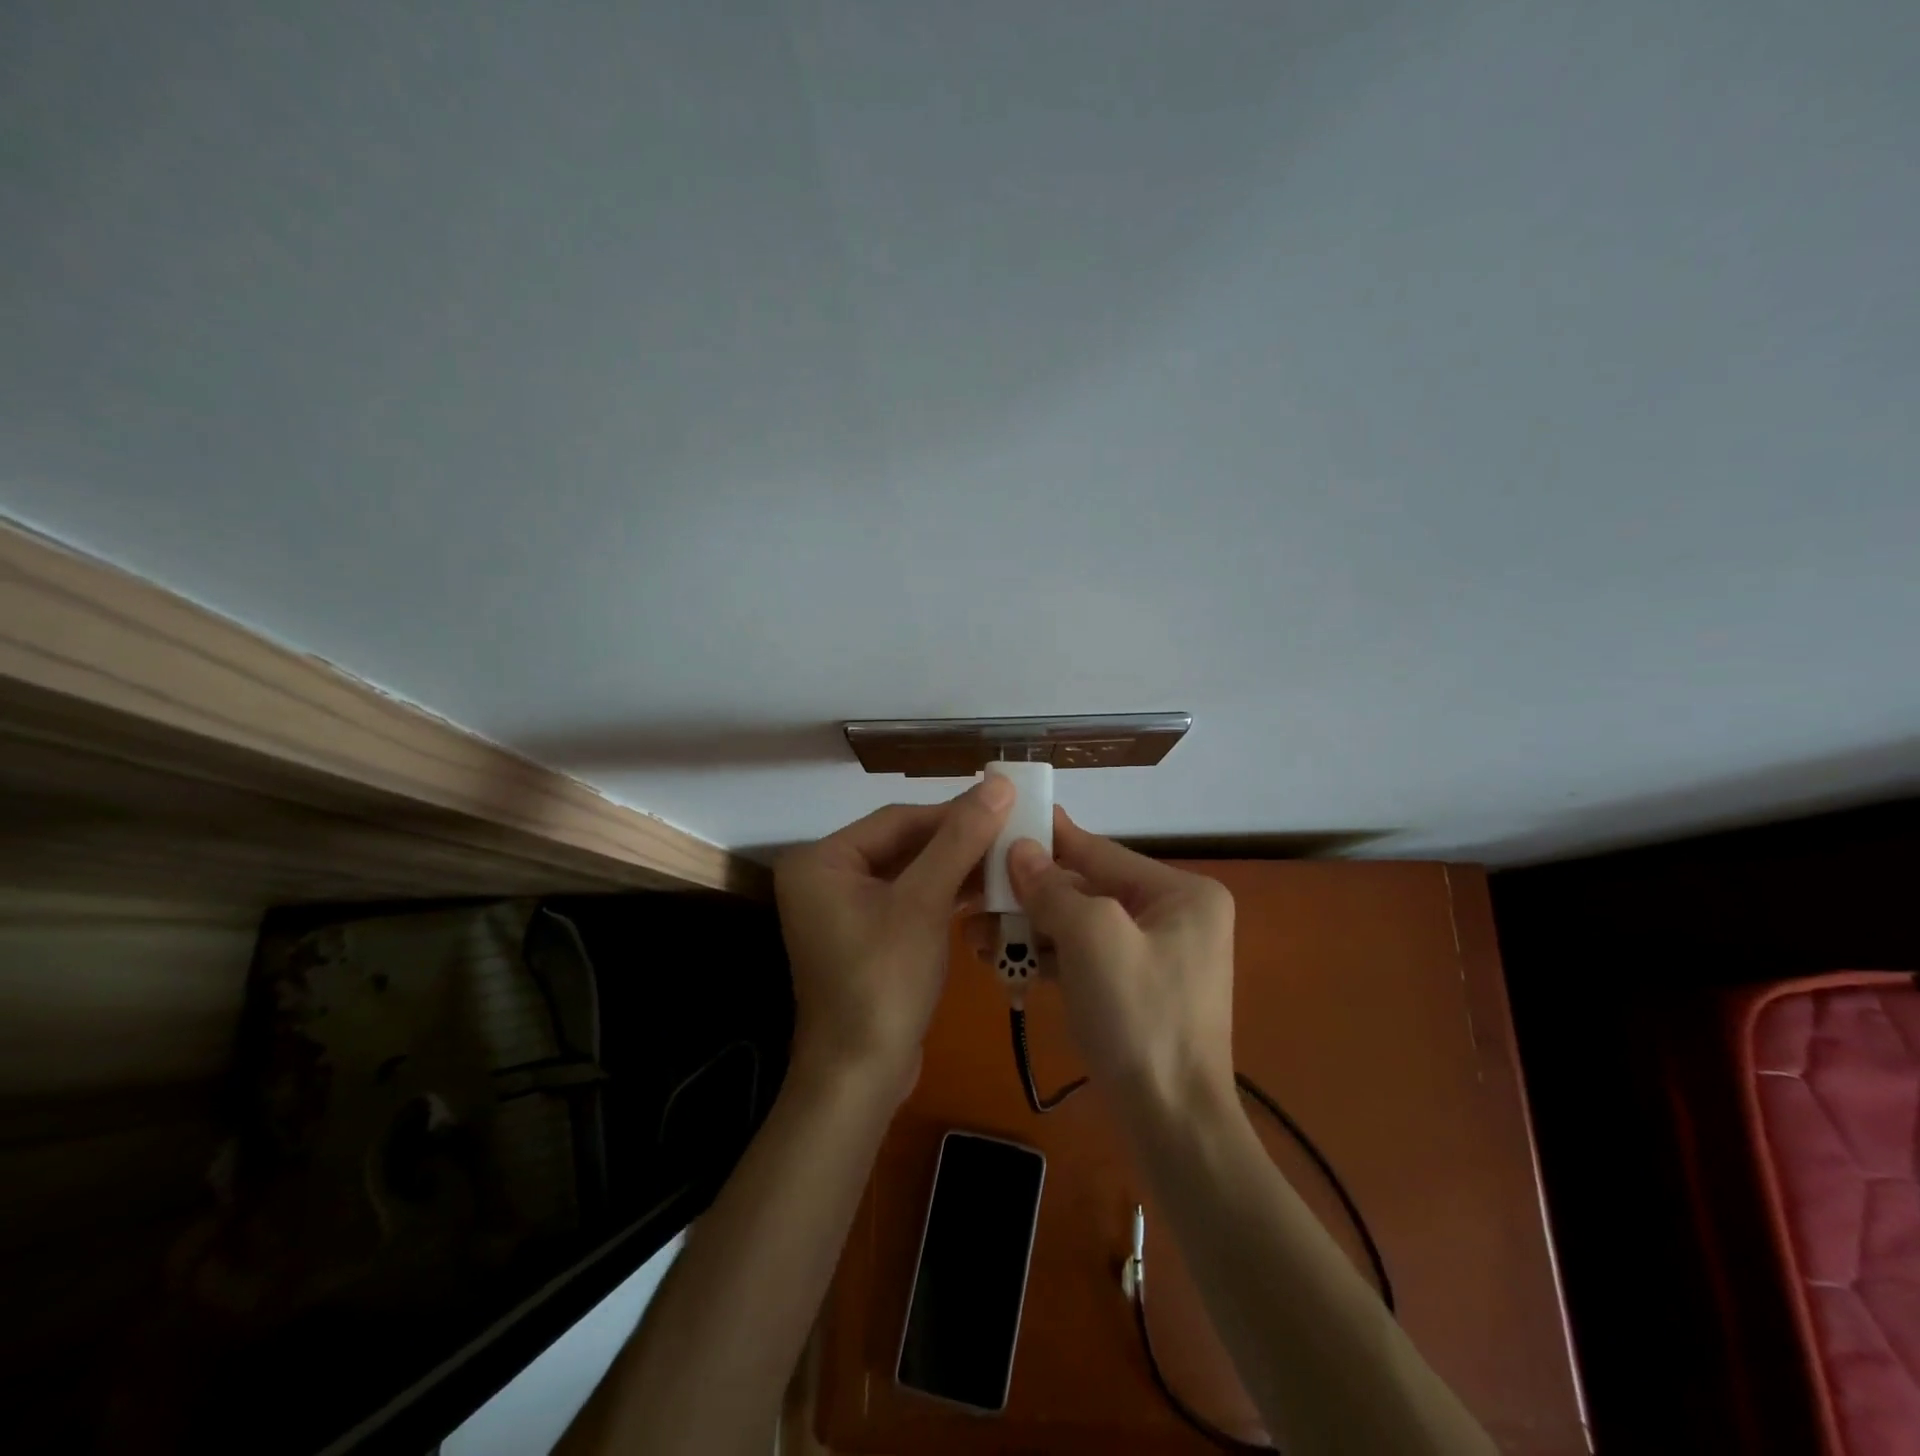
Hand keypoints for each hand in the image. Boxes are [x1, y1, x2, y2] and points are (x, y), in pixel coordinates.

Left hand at [775, 779, 1013, 1101]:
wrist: (861, 1077)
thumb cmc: (884, 981)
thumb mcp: (924, 903)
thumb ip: (960, 840)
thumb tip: (998, 783)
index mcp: (821, 860)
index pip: (897, 819)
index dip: (952, 812)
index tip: (1003, 805)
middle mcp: (825, 877)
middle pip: (903, 844)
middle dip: (956, 842)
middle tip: (1011, 832)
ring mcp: (844, 909)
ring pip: (909, 873)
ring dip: (955, 868)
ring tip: (1008, 859)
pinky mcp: (866, 936)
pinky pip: (908, 900)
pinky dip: (944, 895)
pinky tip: (986, 890)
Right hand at [1005, 808, 1238, 1116]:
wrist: (1172, 1127)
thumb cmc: (1140, 1018)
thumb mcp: (1092, 939)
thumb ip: (1052, 888)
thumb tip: (1020, 849)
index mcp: (1181, 893)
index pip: (1100, 851)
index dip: (1049, 836)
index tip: (1005, 817)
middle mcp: (1173, 916)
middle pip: (1086, 890)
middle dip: (1029, 896)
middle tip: (974, 892)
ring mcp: (1154, 956)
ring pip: (1079, 928)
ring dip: (1029, 931)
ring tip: (975, 935)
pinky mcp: (1134, 991)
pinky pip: (1084, 960)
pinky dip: (1046, 960)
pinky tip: (1001, 963)